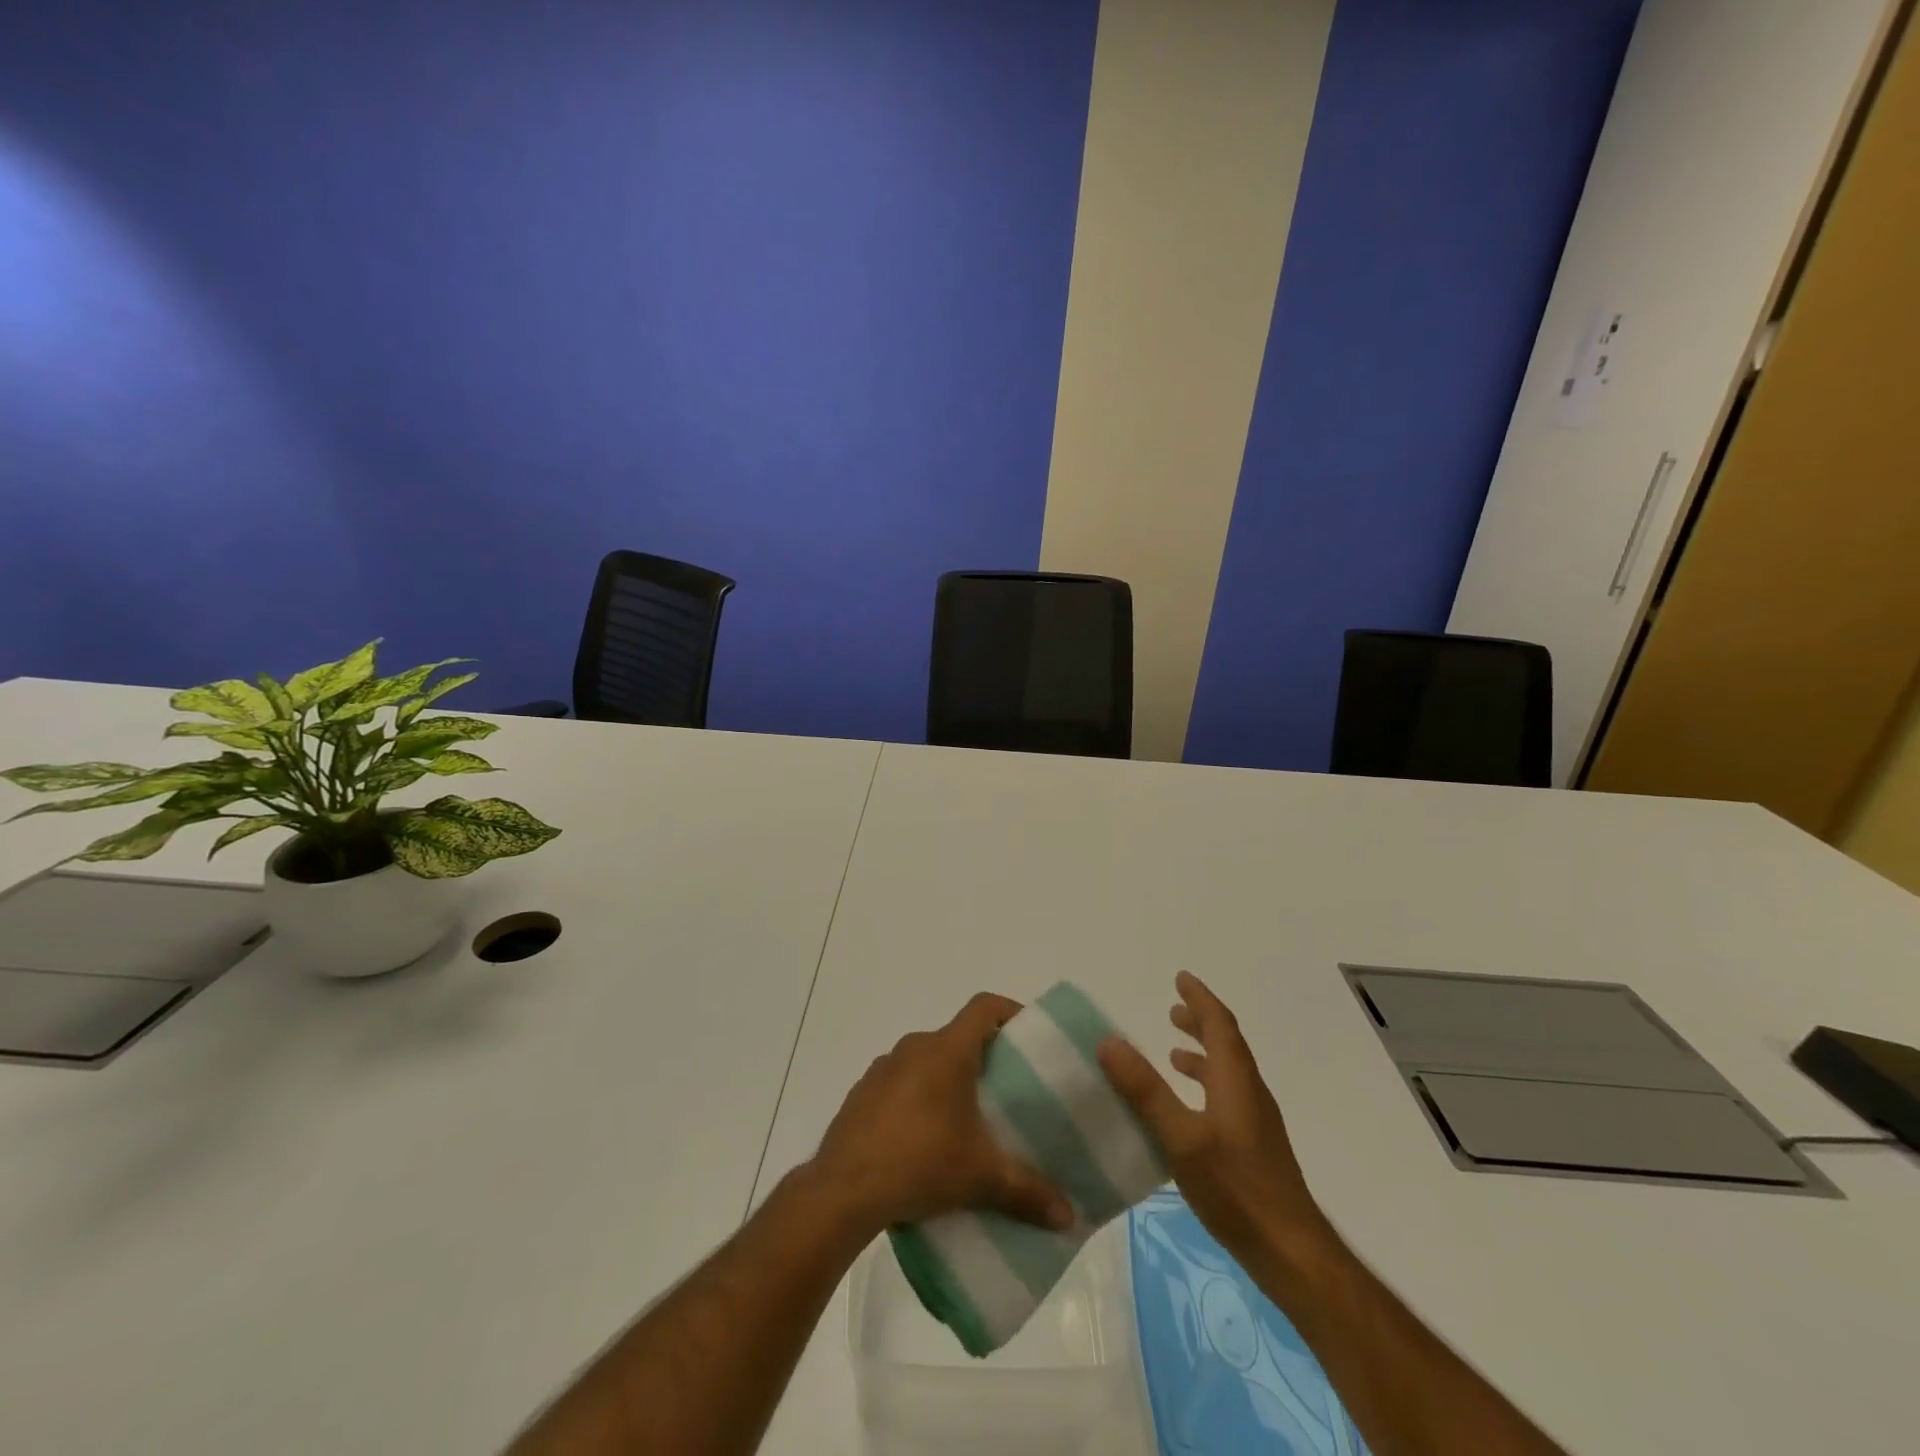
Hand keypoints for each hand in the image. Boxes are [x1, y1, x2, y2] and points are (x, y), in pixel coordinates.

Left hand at [810, 993, 1073, 1235]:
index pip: (984, 1007)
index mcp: (946, 1051)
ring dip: (945, 1079)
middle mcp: (914, 1047)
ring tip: (965, 1120)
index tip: (1028, 1034)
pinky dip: (915, 1098)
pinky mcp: (861, 1094)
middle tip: (1004, 1089)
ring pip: (925, 1060)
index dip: (1009, 1011)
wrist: (843, 1189)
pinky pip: (899, 1083)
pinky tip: (922, 1139)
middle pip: (956, 1036)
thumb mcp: (980, 1177)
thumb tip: (1069, 1217)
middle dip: (981, 1057)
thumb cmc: (920, 1163)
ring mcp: (883, 1068)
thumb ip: (1027, 1191)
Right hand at [1098, 972, 1329, 1265]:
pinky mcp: (1254, 1148)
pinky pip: (1226, 1097)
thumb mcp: (1181, 1138)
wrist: (1292, 1252)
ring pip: (1227, 1072)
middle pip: (1226, 1044)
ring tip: (1173, 1052)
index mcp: (1235, 1080)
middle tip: (1173, 1009)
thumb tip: (1109, 1041)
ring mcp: (1255, 1122)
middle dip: (1200, 1022)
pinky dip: (1205, 1084)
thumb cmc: (1236, 1189)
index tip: (1181, 978)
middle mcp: (1249, 1092)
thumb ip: (1145, 1090)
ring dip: (1202, 1053)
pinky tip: (1187, 1110)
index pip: (1220, 1024)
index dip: (1200, 999)